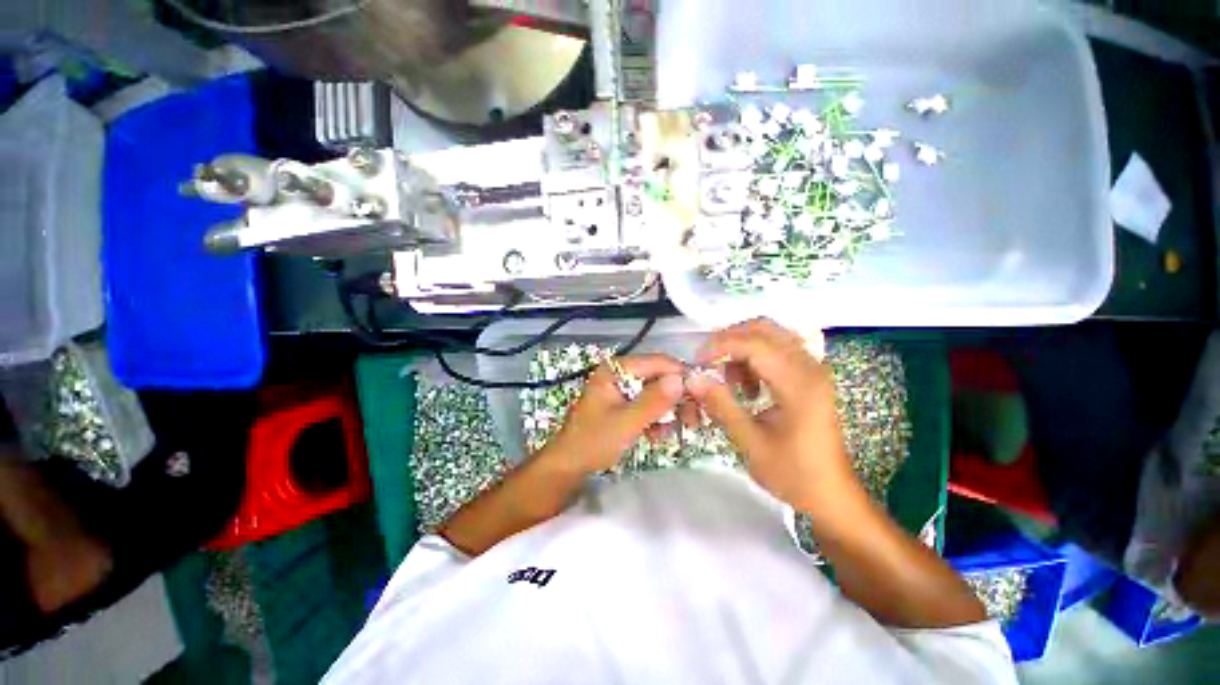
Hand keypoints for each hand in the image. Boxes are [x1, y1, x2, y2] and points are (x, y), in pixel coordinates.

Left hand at [542, 355, 685, 474]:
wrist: (568, 466)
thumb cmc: (593, 442)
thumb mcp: (626, 423)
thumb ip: (654, 401)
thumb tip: (680, 379)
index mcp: (616, 369)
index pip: (657, 362)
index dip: (681, 375)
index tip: (702, 395)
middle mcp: (619, 373)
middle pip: (658, 377)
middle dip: (676, 398)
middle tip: (694, 419)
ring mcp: (621, 389)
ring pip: (656, 392)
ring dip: (668, 411)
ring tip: (677, 431)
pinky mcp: (623, 404)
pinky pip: (647, 405)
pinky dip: (656, 419)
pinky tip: (658, 436)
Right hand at [685, 318, 856, 512]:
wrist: (833, 495)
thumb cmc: (793, 474)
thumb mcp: (750, 442)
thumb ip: (721, 405)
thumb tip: (693, 378)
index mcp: (799, 383)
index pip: (754, 344)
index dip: (720, 345)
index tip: (697, 361)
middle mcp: (809, 367)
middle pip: (764, 329)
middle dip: (730, 339)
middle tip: (709, 362)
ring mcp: (812, 369)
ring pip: (770, 336)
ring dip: (742, 349)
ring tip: (730, 381)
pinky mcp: (810, 377)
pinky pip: (777, 350)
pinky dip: (754, 359)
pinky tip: (749, 387)